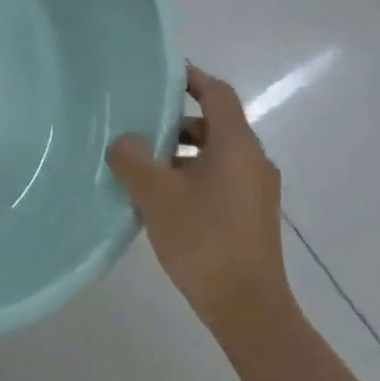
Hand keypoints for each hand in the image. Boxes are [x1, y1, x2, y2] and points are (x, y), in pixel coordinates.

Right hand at [107, 65, 286, 325]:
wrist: (246, 305)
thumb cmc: (202, 238)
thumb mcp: (155, 194)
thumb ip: (133, 159)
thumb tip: (123, 141)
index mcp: (236, 146)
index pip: (218, 94)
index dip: (192, 78)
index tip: (163, 75)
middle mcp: (253, 161)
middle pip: (215, 125)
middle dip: (176, 122)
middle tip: (138, 125)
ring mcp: (256, 190)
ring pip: (215, 155)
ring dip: (181, 153)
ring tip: (142, 165)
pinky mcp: (251, 215)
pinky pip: (220, 179)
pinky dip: (192, 175)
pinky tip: (161, 197)